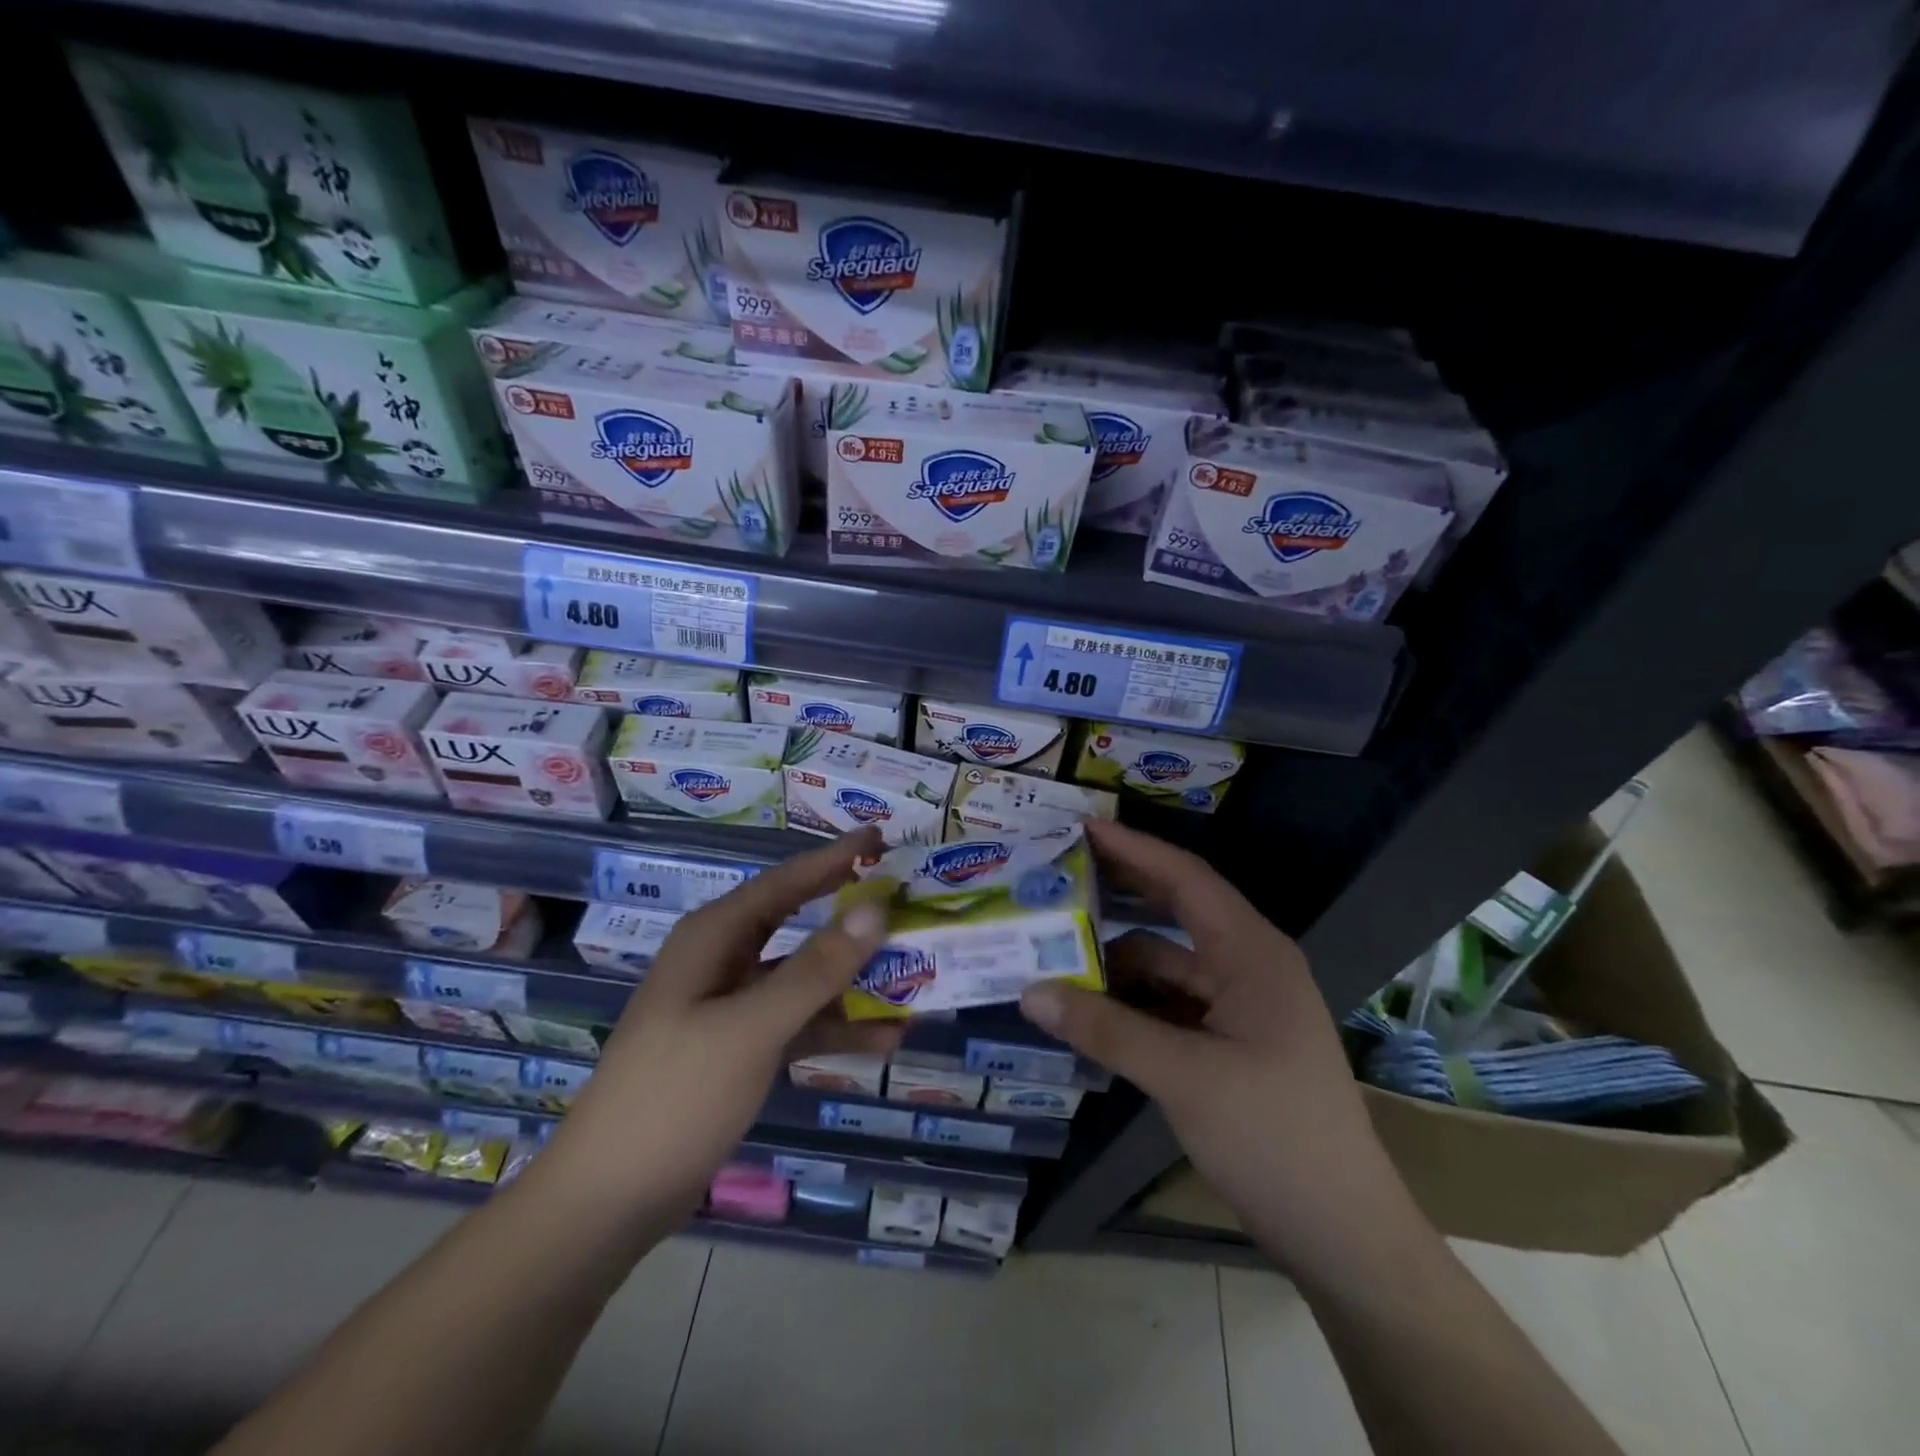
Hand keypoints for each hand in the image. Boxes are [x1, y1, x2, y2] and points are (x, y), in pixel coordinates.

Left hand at [541, 828, 902, 1220]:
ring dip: (854, 981)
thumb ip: (815, 969)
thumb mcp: (751, 1028)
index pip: (785, 882)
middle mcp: (723, 961)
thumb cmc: (674, 1095)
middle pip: (798, 924)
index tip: (881, 838)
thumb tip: (875, 909)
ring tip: (915, 976)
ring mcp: (732, 1007)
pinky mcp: (741, 1049)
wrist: (609, 1200)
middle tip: (906, 901)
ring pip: (804, 978)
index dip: (835, 859)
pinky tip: (886, 1039)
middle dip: (851, 916)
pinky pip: (799, 1023)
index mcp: (713, 938)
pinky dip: (837, 1027)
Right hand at [1019, 818, 1423, 1283]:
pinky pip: (1170, 1001)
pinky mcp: (1229, 1041)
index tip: (1081, 827)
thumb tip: (1030, 992)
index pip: (1186, 878)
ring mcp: (1239, 1005)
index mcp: (1252, 953)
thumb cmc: (1274, 1136)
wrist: (1341, 1232)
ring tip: (1056, 944)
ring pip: (1167, 962)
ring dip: (1117, 956)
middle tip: (1060, 871)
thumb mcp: (1183, 1076)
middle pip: (1176, 910)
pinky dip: (1131, 998)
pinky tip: (1088, 1003)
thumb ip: (1105, 1029)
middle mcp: (1247, 965)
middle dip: (1121, 891)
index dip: (1133, 849)